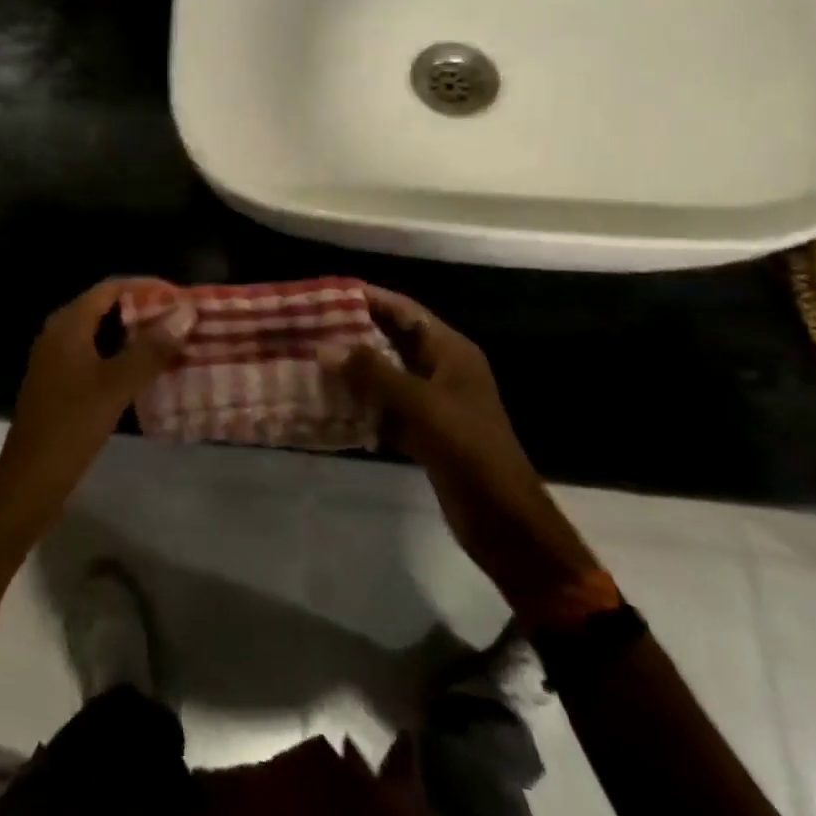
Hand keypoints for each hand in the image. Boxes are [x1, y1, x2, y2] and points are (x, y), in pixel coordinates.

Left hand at [0, 280, 194, 535]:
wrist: (29, 483)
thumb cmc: (70, 426)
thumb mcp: (115, 385)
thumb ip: (150, 348)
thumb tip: (185, 312)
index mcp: (68, 324)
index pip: (111, 287)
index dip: (146, 287)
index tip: (180, 296)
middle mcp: (60, 333)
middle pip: (107, 308)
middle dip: (145, 311)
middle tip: (183, 321)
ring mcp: (59, 360)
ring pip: (103, 334)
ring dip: (136, 336)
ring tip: (174, 344)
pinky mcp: (62, 384)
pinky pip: (98, 357)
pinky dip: (124, 358)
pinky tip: (149, 373)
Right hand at [327, 285, 596, 605]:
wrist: (505, 522)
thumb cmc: (469, 449)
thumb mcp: (420, 405)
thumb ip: (372, 373)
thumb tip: (325, 347)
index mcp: (450, 351)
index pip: (404, 310)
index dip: (368, 298)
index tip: (326, 293)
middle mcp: (441, 370)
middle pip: (392, 340)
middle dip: (354, 333)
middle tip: (310, 326)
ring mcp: (433, 403)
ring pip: (386, 375)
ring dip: (353, 370)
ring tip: (311, 359)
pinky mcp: (424, 433)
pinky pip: (386, 408)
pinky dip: (361, 405)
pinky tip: (329, 404)